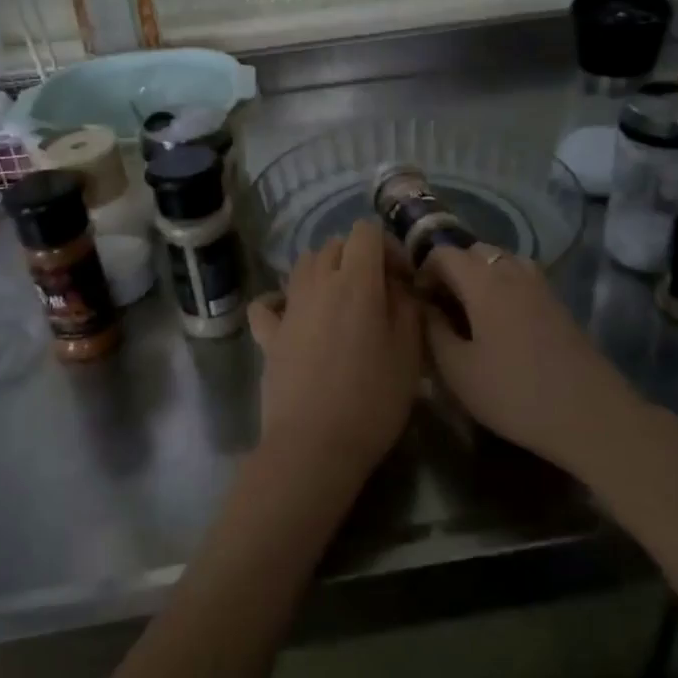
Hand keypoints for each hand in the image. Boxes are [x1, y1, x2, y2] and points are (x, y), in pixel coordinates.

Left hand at [246, 220, 422, 497]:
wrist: (314, 445)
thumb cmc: (372, 399)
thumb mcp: (410, 353)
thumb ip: (408, 307)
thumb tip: (399, 286)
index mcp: (356, 281)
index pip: (366, 232)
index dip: (388, 247)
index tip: (402, 281)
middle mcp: (317, 283)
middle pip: (334, 245)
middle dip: (358, 258)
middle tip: (377, 294)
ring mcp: (288, 308)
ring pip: (303, 265)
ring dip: (324, 272)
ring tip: (342, 304)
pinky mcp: (267, 335)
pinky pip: (268, 303)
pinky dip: (280, 301)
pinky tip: (294, 316)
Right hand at [422, 244, 661, 474]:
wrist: (590, 416)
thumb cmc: (513, 393)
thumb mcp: (457, 370)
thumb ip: (433, 331)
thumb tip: (424, 306)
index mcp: (484, 282)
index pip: (444, 253)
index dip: (423, 271)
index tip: (417, 303)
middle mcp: (514, 272)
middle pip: (475, 251)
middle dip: (452, 271)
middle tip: (441, 308)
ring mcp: (542, 287)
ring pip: (502, 262)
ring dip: (480, 277)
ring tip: (469, 314)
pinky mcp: (559, 304)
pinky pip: (522, 279)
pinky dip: (503, 288)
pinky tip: (499, 326)